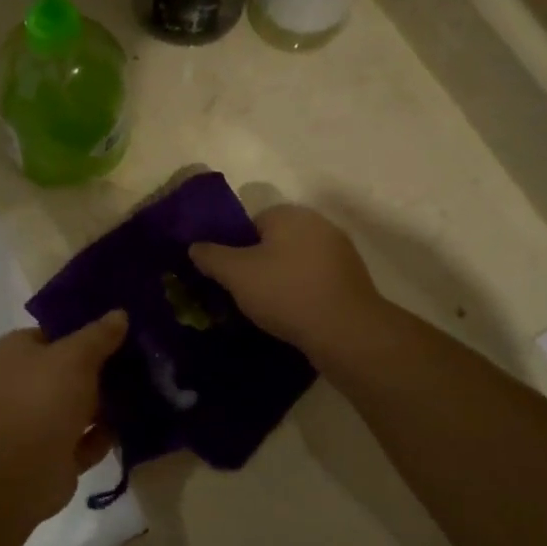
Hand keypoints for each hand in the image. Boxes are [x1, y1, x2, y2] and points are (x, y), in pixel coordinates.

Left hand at [0, 312, 127, 509]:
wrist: (20, 469)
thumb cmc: (43, 397)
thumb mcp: (76, 355)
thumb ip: (99, 335)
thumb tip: (119, 314)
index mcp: (17, 352)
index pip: (54, 332)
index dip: (86, 330)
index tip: (122, 328)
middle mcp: (24, 384)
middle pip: (70, 370)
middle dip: (104, 368)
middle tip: (144, 359)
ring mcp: (38, 422)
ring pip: (80, 407)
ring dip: (108, 403)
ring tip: (148, 389)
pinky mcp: (54, 455)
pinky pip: (86, 440)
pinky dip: (106, 435)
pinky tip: (136, 425)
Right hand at [191, 204, 384, 365]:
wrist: (346, 331)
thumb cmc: (286, 293)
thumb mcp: (235, 274)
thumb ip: (211, 256)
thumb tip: (194, 246)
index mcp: (289, 214)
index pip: (251, 222)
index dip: (235, 248)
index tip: (228, 275)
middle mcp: (318, 224)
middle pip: (274, 242)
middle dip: (258, 264)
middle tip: (243, 293)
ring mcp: (339, 252)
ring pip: (295, 262)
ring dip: (281, 280)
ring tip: (267, 310)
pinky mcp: (352, 279)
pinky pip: (314, 281)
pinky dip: (301, 294)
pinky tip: (293, 316)